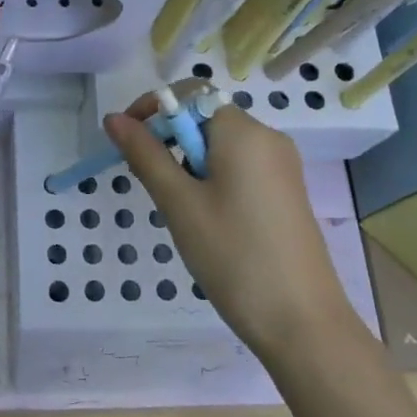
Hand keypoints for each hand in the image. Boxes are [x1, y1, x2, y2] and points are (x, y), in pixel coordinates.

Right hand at [106, 92, 348, 355]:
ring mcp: (281, 166)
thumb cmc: (233, 255)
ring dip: (188, 165)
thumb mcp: (179, 203)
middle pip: (205, 119)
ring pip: (220, 146)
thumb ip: (145, 155)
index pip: (190, 94)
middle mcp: (268, 138)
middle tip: (154, 189)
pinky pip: (239, 168)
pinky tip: (208, 221)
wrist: (302, 322)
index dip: (153, 109)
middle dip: (170, 142)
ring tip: (182, 212)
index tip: (127, 143)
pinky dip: (212, 180)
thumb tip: (114, 118)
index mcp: (243, 131)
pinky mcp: (286, 192)